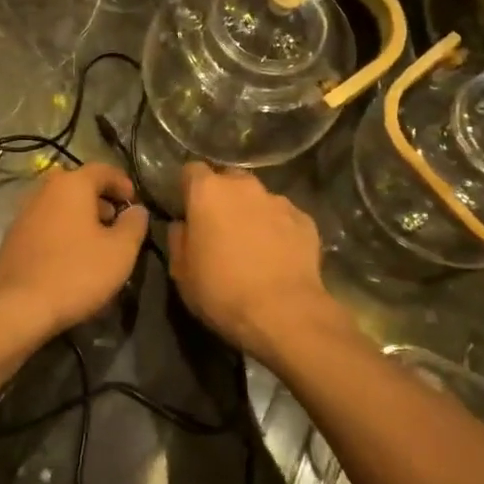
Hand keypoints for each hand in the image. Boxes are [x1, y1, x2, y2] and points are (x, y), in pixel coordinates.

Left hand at [0, 163, 147, 342]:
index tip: (134, 202)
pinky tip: (70, 256)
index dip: (122, 183)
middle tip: (115, 221)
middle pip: (77, 185)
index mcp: (71, 185)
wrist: (18, 307)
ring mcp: (23, 213)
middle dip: (99, 199)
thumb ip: (134, 225)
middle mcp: (43, 191)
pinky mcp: (12, 237)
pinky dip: (61, 231)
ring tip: (95, 242)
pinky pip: (44, 224)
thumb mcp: (120, 251)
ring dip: (79, 216)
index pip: (102, 169)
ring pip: (58, 205)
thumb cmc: (76, 273)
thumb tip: (137, 210)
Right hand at [166, 162, 345, 359]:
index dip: (188, 188)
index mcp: (208, 192)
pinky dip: (278, 229)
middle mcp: (244, 186)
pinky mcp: (305, 219)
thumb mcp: (181, 272)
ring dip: (251, 213)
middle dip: (222, 197)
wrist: (284, 313)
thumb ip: (178, 239)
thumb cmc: (222, 291)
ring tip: (252, 244)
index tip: (187, 209)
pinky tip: (278, 255)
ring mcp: (278, 201)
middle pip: (228, 180)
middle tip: (218, 228)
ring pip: (258, 198)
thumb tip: (182, 224)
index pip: (191, 170)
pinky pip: (284, 217)